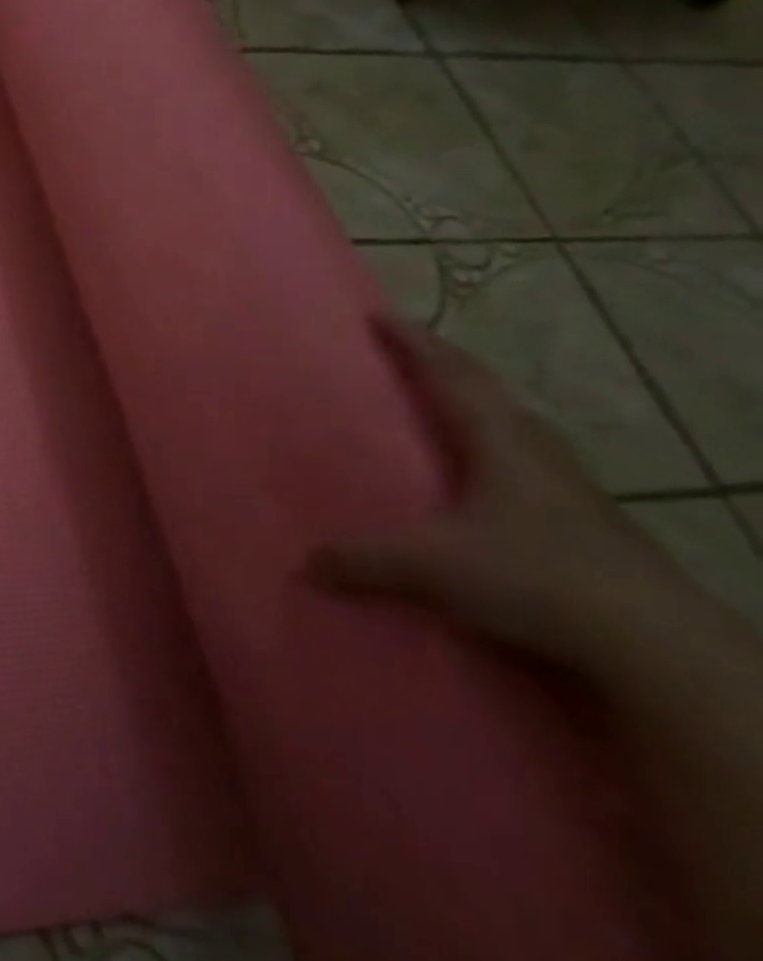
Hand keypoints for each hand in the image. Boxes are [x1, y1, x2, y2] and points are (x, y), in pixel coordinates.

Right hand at [306, 319, 703, 676]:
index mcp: (501, 441)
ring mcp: (566, 485)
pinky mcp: (580, 519)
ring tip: (435, 408)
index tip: (379, 316)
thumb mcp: (432, 567)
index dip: (413, 343)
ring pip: (509, 427)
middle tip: (401, 355)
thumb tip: (307, 561)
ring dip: (471, 407)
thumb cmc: (535, 577)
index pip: (451, 376)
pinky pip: (520, 462)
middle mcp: (536, 450)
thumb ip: (363, 559)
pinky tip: (475, 476)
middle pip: (485, 392)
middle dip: (442, 367)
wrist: (654, 644)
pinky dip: (488, 449)